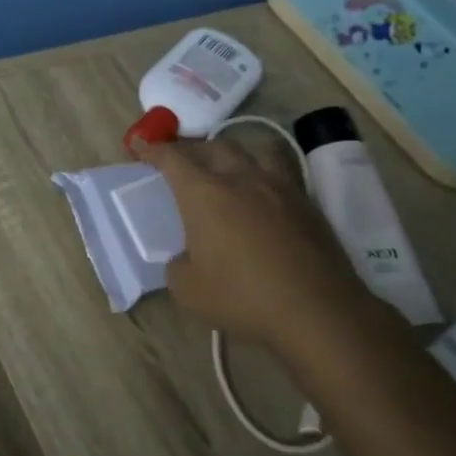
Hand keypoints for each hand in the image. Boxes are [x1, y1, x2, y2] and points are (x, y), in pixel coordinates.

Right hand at [135, 136, 386, 359]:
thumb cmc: (242, 297)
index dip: (152, 149)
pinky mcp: (308, 203)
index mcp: (204, 194)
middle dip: (190, 148)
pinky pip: (279, 172)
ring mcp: (279, 187)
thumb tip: (187, 257)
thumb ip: (178, 264)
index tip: (138, 145)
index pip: (173, 159)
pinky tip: (260, 193)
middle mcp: (241, 179)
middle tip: (178, 158)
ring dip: (232, 152)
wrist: (317, 311)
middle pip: (213, 147)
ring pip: (253, 150)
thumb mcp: (187, 289)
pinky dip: (262, 173)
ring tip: (225, 165)